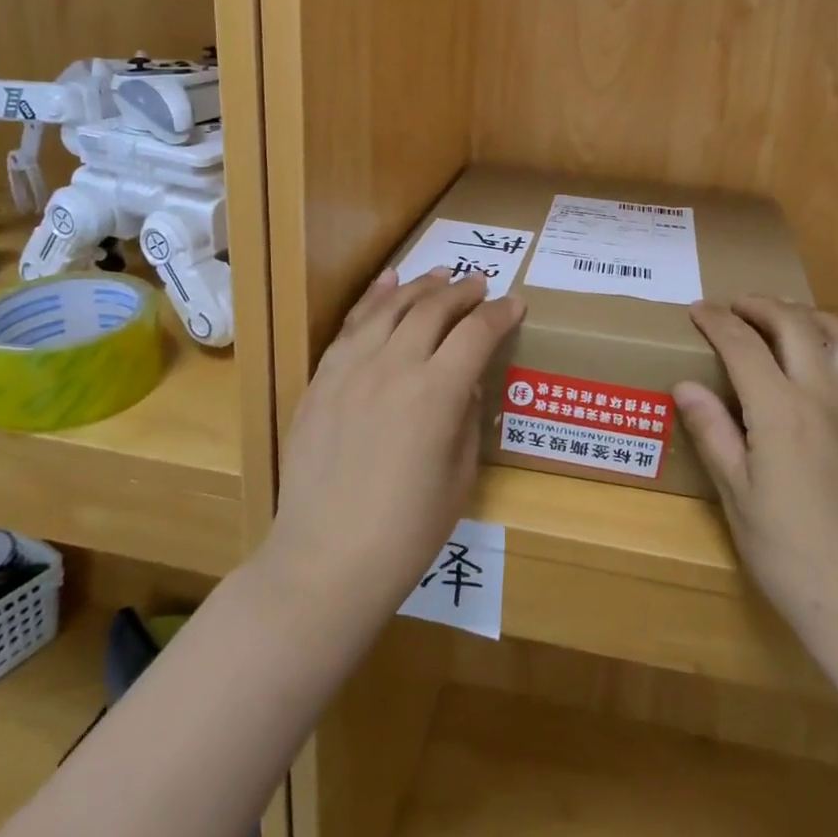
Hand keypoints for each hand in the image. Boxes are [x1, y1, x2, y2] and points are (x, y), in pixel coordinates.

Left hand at [265, 268, 523, 619]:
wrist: (325, 561)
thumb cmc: (406, 532)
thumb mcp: (460, 477)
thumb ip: (466, 418)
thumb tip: (464, 384)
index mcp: (437, 393)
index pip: (477, 333)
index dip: (500, 313)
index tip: (515, 304)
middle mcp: (395, 367)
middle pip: (434, 309)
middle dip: (463, 292)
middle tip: (479, 284)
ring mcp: (352, 370)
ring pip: (391, 308)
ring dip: (420, 287)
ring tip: (439, 275)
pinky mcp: (322, 380)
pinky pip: (351, 326)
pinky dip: (373, 299)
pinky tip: (387, 284)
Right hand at [674, 298, 837, 653]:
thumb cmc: (788, 553)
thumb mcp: (736, 495)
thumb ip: (712, 432)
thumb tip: (685, 385)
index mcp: (781, 411)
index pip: (743, 344)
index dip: (717, 321)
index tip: (698, 310)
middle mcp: (825, 396)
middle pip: (794, 324)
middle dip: (761, 305)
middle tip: (737, 308)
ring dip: (813, 319)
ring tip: (790, 325)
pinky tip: (837, 368)